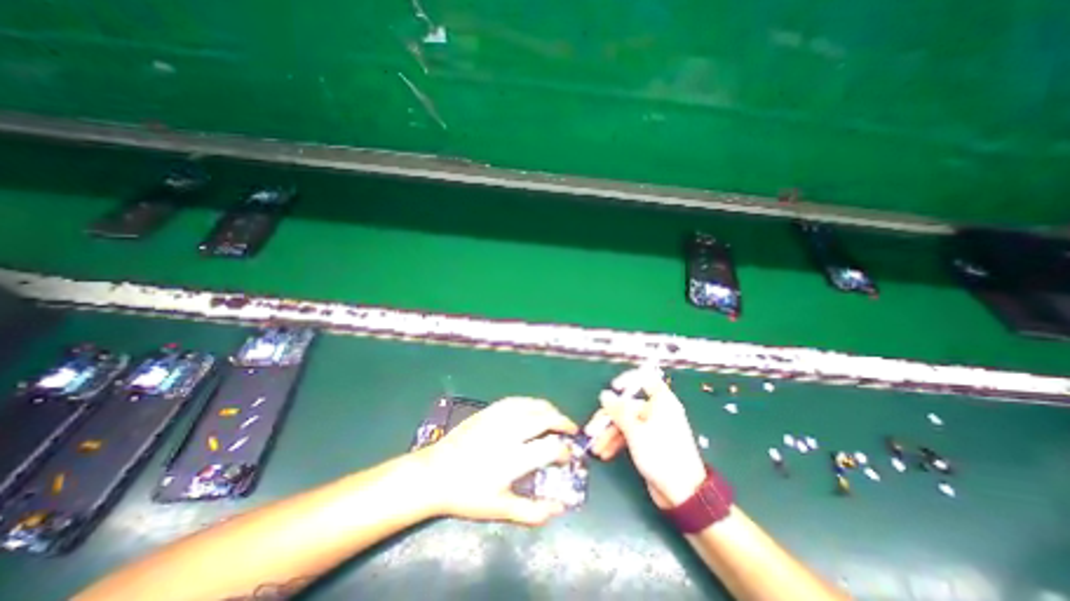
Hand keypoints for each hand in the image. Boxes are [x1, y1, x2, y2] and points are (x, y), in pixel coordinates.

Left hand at [420, 400, 584, 525]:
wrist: (435, 473)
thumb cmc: (467, 494)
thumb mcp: (500, 509)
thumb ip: (533, 511)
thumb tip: (560, 507)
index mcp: (513, 458)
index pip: (551, 447)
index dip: (565, 451)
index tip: (568, 456)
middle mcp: (510, 432)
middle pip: (545, 418)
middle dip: (564, 422)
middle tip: (571, 429)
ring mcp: (499, 417)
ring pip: (532, 405)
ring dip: (549, 409)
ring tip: (556, 417)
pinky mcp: (489, 410)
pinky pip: (516, 400)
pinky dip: (531, 402)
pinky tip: (534, 408)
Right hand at [584, 368, 704, 508]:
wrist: (682, 494)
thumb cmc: (661, 455)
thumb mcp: (635, 431)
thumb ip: (618, 411)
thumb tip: (605, 394)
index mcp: (661, 402)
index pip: (646, 379)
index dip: (629, 379)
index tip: (614, 387)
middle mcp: (657, 412)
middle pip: (628, 405)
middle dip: (608, 418)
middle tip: (592, 429)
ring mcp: (652, 428)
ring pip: (626, 422)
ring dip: (609, 434)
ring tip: (596, 447)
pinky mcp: (648, 443)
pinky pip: (629, 436)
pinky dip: (617, 442)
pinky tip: (605, 452)